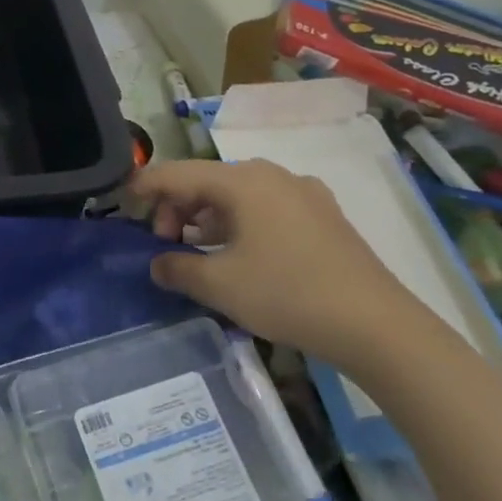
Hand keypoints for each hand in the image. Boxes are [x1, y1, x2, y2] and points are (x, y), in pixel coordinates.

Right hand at [133, 158, 431, 373]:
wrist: (378, 326)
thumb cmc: (287, 294)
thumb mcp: (219, 285)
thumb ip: (177, 268)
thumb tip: (157, 263)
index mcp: (242, 181)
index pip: (177, 173)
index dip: (145, 186)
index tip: (123, 203)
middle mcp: (271, 175)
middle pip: (207, 181)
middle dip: (178, 209)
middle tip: (166, 244)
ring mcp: (302, 193)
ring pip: (237, 196)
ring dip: (208, 219)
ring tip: (197, 251)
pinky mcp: (323, 216)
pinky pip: (265, 209)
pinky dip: (239, 224)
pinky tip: (238, 255)